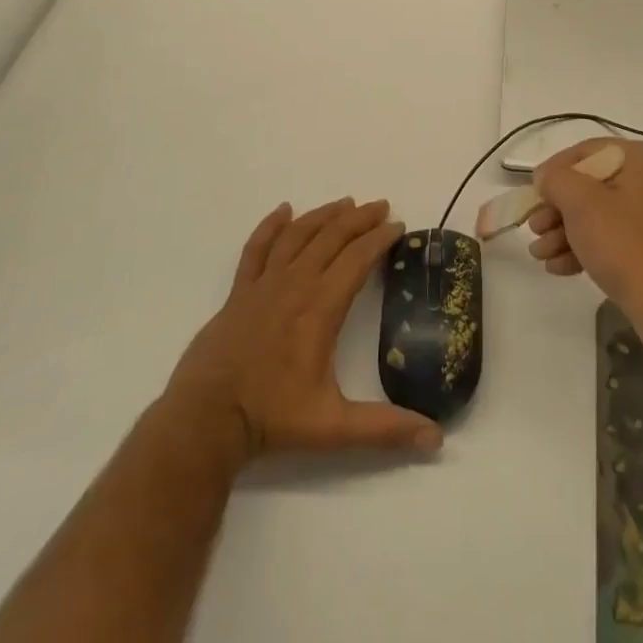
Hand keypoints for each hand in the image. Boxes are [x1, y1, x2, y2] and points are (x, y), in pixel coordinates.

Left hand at [164, 198, 442, 464]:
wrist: (206, 419)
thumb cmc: (272, 418)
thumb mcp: (334, 427)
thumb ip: (384, 429)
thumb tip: (436, 439)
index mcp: (321, 306)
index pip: (358, 258)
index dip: (380, 238)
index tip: (399, 225)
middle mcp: (295, 283)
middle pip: (332, 237)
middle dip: (359, 218)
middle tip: (381, 206)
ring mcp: (264, 284)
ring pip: (298, 234)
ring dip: (324, 215)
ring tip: (345, 203)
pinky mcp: (239, 291)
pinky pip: (257, 247)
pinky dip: (271, 225)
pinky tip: (284, 210)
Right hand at [528, 139, 642, 342]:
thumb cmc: (625, 244)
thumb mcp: (580, 203)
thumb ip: (555, 179)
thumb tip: (546, 177)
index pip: (587, 152)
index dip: (554, 171)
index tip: (532, 192)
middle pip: (592, 185)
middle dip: (557, 209)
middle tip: (534, 228)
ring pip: (601, 214)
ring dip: (565, 231)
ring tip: (539, 254)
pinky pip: (616, 236)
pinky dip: (587, 247)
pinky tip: (558, 266)